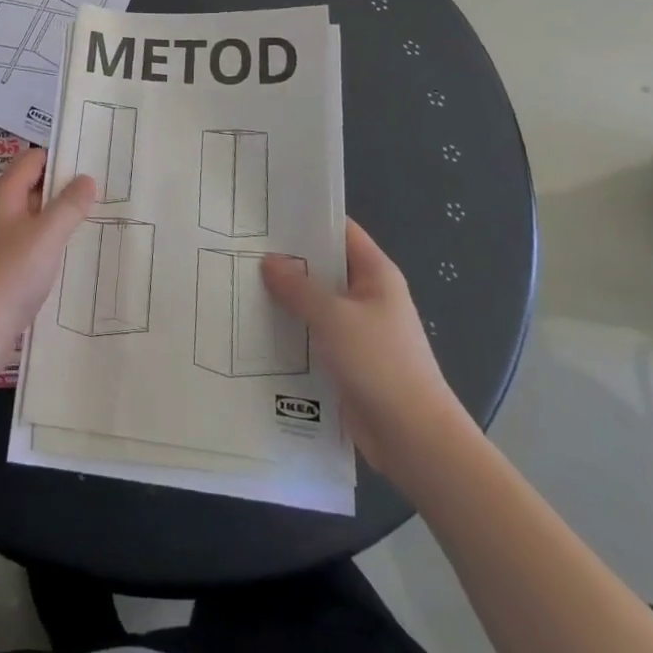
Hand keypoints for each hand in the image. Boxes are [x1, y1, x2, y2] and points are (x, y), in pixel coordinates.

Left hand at [0, 150, 95, 364]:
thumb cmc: (9, 275)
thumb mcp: (46, 236)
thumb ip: (69, 205)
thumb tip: (87, 178)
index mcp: (4, 196)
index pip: (32, 159)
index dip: (60, 157)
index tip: (91, 163)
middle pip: (33, 187)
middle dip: (64, 187)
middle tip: (102, 192)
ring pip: (33, 218)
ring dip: (59, 217)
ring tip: (95, 220)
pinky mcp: (1, 270)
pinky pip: (30, 245)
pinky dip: (50, 244)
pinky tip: (71, 255)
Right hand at [262, 224, 476, 483]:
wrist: (414, 440)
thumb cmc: (381, 364)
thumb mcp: (334, 317)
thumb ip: (299, 287)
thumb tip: (269, 261)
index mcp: (376, 274)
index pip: (340, 231)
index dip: (307, 218)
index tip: (266, 212)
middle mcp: (367, 297)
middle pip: (323, 267)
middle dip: (286, 260)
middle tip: (241, 247)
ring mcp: (356, 331)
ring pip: (314, 304)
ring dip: (284, 299)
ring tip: (238, 284)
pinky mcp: (346, 362)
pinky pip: (312, 336)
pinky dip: (289, 331)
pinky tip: (254, 328)